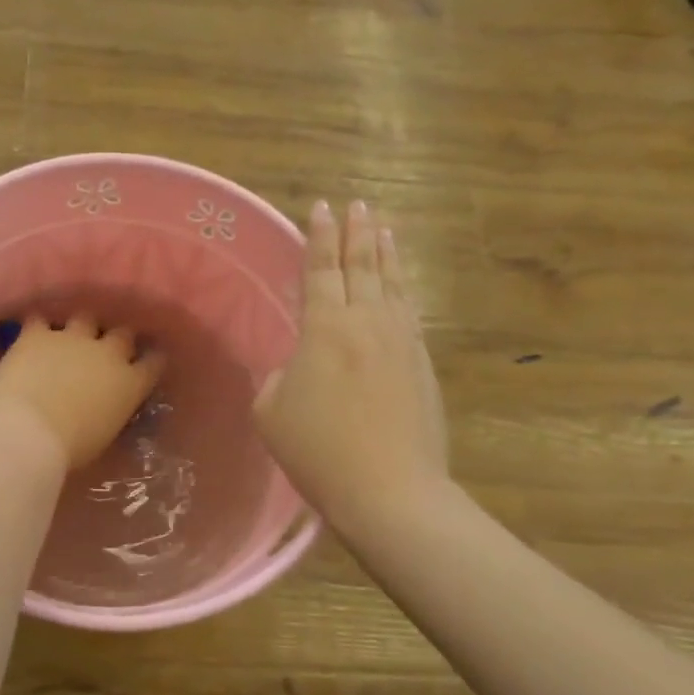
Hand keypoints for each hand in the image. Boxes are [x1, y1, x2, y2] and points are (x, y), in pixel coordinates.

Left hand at [0, 316, 164, 471]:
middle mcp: (108, 353)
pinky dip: (38, 328)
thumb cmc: (71, 450)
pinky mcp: (38, 335)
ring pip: (86, 319)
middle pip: (123, 334)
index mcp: (130, 384)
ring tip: (71, 337)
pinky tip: (33, 335)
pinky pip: (40, 321)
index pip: (154, 362)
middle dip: (118, 339)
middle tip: (108, 350)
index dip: (152, 359)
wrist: (29, 432)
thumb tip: (107, 409)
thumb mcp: (105, 436)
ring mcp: (73, 339)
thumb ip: (112, 413)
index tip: (149, 361)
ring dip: (81, 328)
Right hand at [254, 200, 448, 538]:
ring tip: (382, 227)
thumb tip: (299, 367)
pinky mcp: (422, 364)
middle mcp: (367, 322)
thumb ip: (280, 377)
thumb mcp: (271, 412)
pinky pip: (409, 312)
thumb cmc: (319, 451)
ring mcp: (402, 341)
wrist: (391, 491)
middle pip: (362, 266)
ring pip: (392, 284)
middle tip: (357, 203)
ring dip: (385, 253)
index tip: (321, 207)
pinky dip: (402, 289)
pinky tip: (400, 285)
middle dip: (357, 232)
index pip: (321, 270)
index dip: (318, 237)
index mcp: (325, 329)